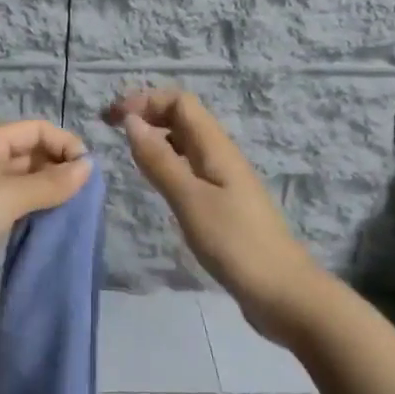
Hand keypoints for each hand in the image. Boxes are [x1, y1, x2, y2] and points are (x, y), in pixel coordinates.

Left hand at [0, 119, 91, 324]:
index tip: (88, 174)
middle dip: (56, 168)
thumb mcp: (8, 197)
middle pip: (26, 152)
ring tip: (68, 212)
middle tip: (82, 198)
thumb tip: (88, 166)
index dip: (64, 144)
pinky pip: (6, 205)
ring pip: (17, 181)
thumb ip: (51, 183)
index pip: (35, 129)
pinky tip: (42, 227)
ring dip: (43, 192)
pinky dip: (26, 211)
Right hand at [105, 89, 320, 337]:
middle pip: (183, 117)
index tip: (112, 118)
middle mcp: (220, 155)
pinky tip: (154, 182)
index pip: (180, 101)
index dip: (145, 100)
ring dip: (156, 137)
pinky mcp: (223, 203)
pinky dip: (167, 163)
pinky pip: (189, 167)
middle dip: (147, 113)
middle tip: (111, 129)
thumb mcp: (190, 200)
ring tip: (127, 152)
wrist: (283, 293)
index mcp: (215, 147)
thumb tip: (131, 121)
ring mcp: (224, 179)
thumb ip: (159, 160)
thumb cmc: (235, 243)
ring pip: (185, 142)